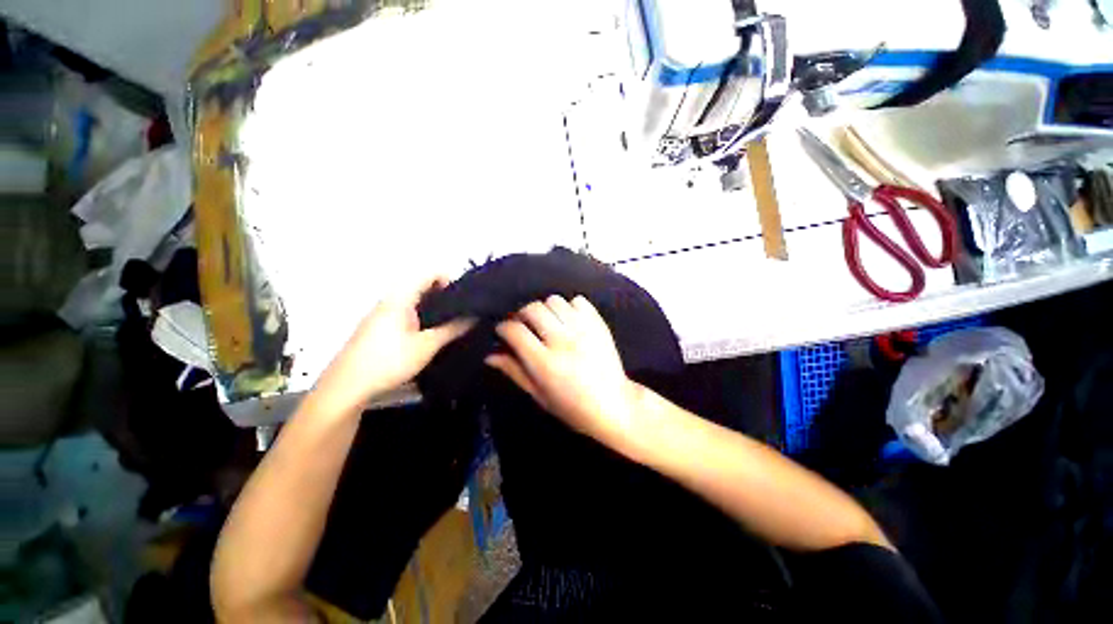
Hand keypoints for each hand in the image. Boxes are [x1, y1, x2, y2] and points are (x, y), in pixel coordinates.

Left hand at [313, 277, 472, 415]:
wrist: (347, 388)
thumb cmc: (389, 361)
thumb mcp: (427, 345)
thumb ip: (452, 329)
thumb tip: (474, 317)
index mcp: (400, 298)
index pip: (428, 275)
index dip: (450, 280)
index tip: (465, 297)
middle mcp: (390, 301)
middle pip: (421, 288)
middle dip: (444, 296)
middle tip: (463, 312)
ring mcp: (381, 315)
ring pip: (413, 303)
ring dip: (433, 309)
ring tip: (452, 324)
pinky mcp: (377, 329)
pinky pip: (405, 314)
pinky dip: (421, 318)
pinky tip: (431, 336)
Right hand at [485, 295, 644, 445]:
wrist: (613, 404)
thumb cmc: (571, 407)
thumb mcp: (538, 395)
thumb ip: (514, 371)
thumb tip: (490, 355)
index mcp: (545, 363)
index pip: (515, 331)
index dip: (503, 328)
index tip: (503, 332)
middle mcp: (563, 341)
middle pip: (533, 309)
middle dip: (522, 314)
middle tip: (524, 326)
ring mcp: (583, 330)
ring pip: (554, 300)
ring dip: (545, 309)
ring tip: (548, 323)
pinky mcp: (599, 324)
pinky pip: (578, 301)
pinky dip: (569, 307)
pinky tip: (568, 321)